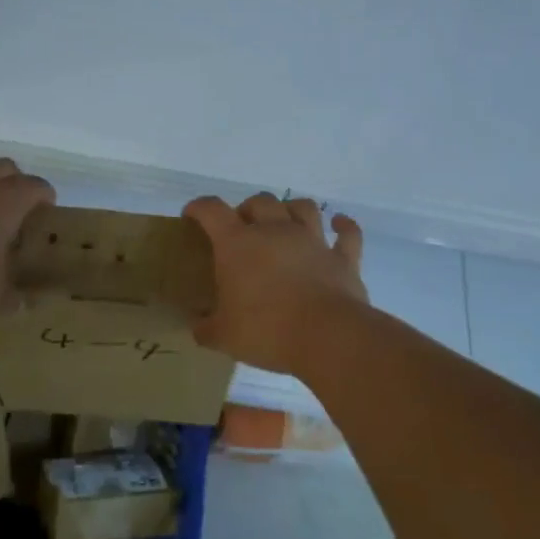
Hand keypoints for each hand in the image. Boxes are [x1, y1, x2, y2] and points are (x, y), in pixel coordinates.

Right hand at [183, 193, 366, 373]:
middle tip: (242, 228)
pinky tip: (339, 223)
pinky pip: (347, 233)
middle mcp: (275, 231)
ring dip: (291, 208)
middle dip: (248, 209)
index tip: (192, 215)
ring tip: (285, 219)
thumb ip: (207, 328)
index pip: (212, 210)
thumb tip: (198, 327)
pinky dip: (343, 225)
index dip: (199, 207)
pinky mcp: (342, 257)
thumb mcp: (224, 336)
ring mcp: (312, 241)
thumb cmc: (266, 330)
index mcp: (238, 244)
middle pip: (261, 201)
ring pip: (302, 207)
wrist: (327, 336)